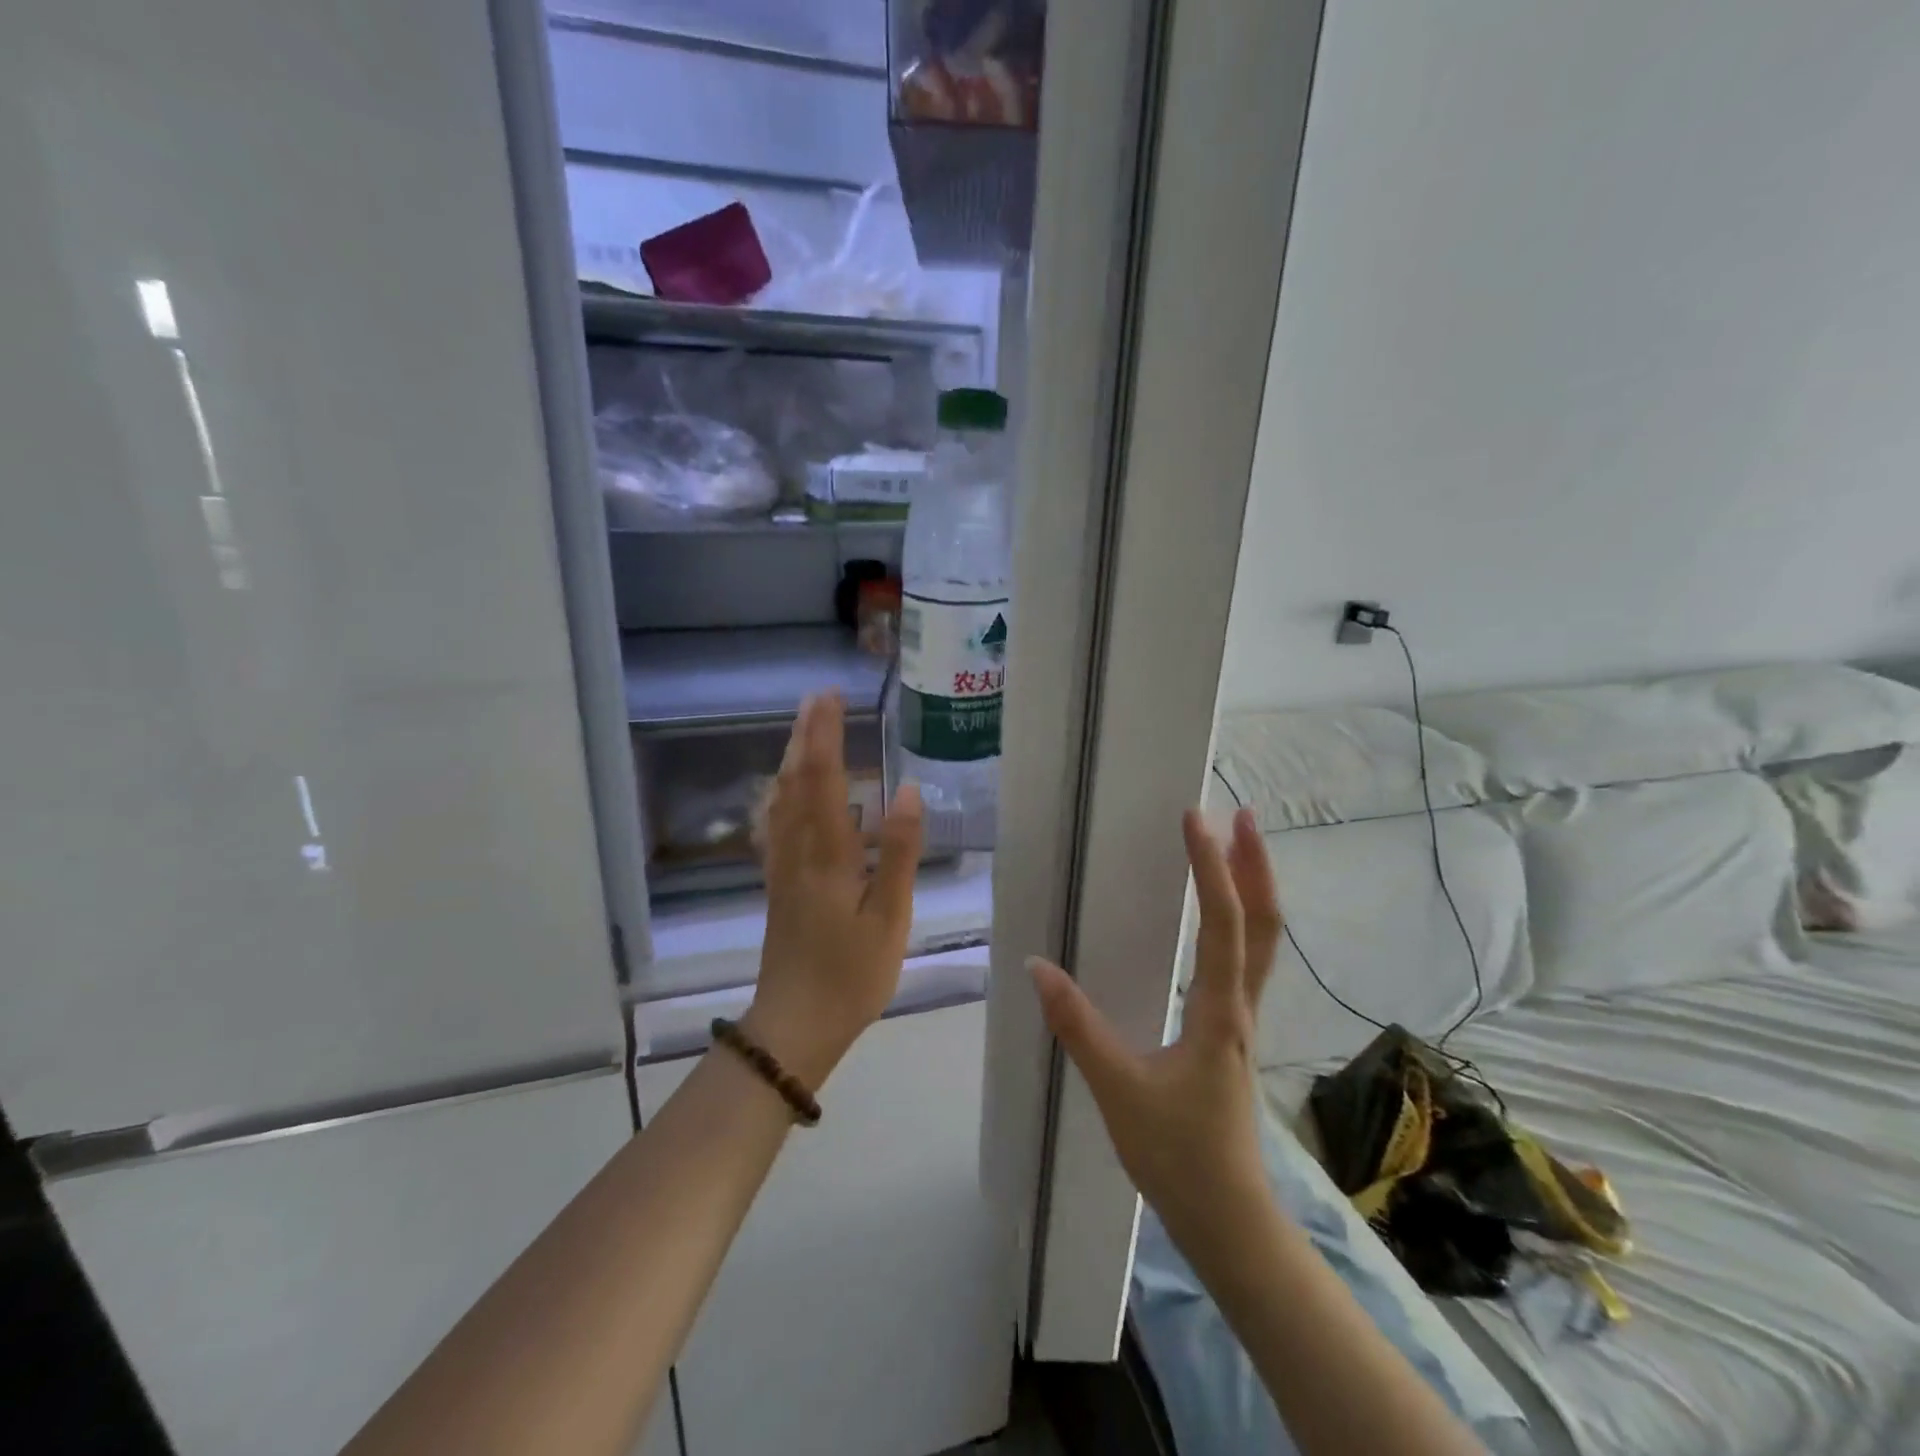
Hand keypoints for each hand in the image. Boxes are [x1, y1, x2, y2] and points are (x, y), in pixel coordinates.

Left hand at [745, 693, 923, 1089]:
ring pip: (781, 802)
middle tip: (815, 699)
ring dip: (791, 761)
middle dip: (806, 737)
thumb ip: (899, 852)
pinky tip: (782, 794)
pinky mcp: (777, 886)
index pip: (825, 782)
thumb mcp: (890, 917)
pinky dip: (779, 797)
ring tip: (802, 732)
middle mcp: (798, 852)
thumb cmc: (851, 973)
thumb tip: (909, 791)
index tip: (830, 698)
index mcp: (828, 856)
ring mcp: (782, 869)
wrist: (796, 1024)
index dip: (826, 737)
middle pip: (796, 783)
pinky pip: (774, 827)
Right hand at [1029, 808, 1281, 1248]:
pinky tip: (1216, 920)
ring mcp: (1241, 1019)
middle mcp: (1240, 1006)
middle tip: (1238, 815)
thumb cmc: (1176, 1154)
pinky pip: (1245, 962)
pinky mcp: (1231, 1033)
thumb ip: (1077, 1025)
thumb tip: (1037, 965)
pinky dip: (1239, 922)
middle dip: (1254, 865)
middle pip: (1264, 923)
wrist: (1228, 1218)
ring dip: (1252, 889)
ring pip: (1262, 942)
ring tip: (1235, 848)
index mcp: (1218, 1011)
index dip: (1211, 867)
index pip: (1223, 923)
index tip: (1195, 820)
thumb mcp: (1118, 1089)